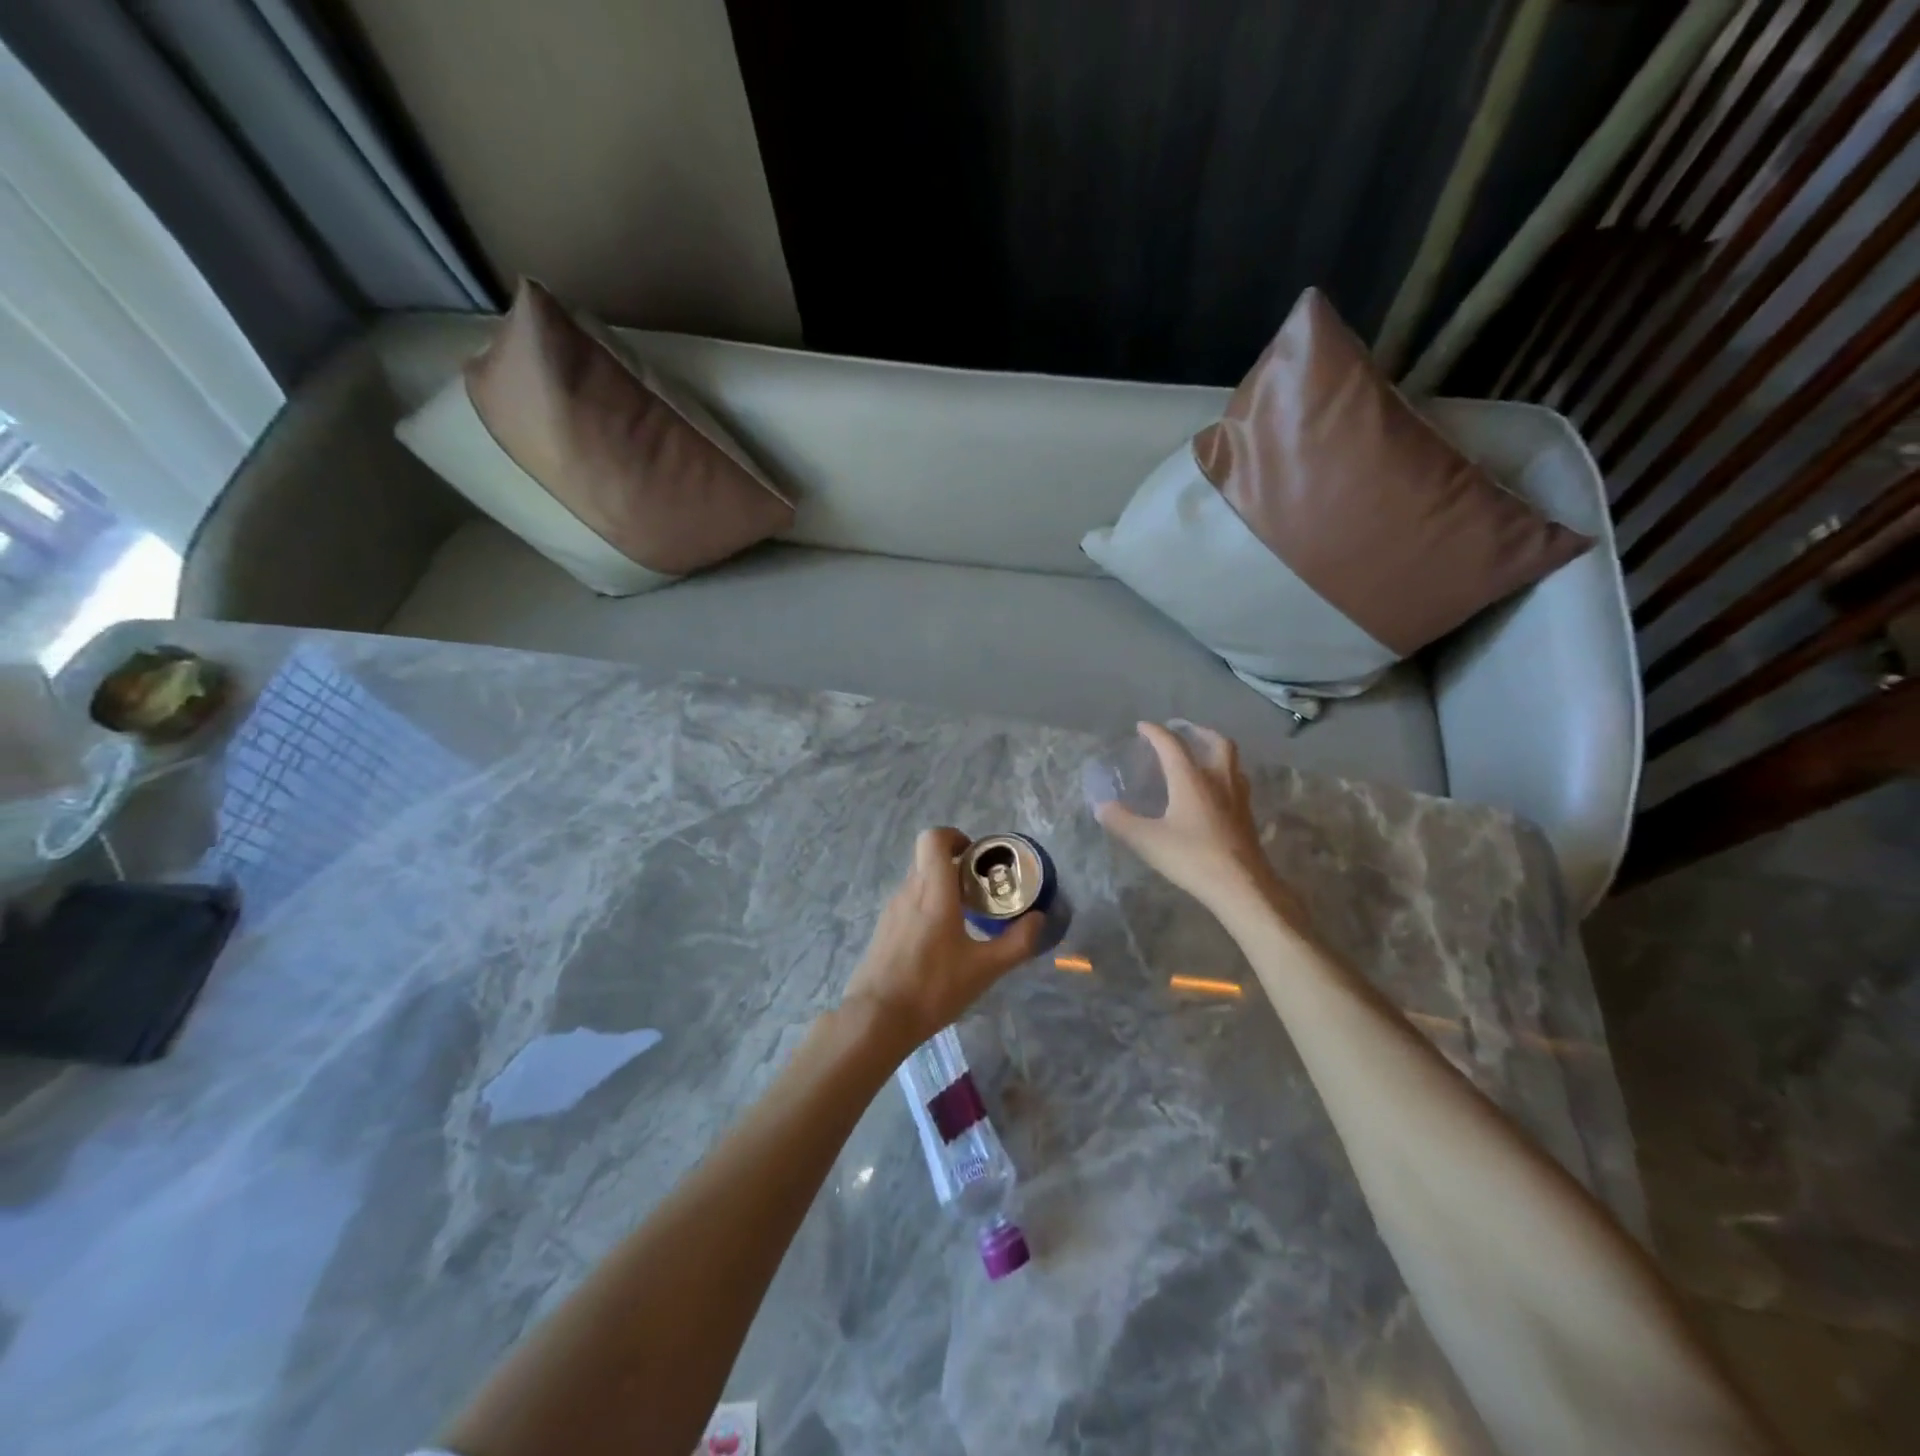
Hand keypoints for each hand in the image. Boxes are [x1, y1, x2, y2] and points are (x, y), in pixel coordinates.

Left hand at [841, 827, 1043, 1051]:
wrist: (877, 1018)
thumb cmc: (933, 987)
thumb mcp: (984, 969)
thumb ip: (1016, 942)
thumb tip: (1038, 919)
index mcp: (932, 890)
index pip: (933, 838)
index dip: (955, 836)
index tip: (976, 856)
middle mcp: (908, 891)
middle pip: (928, 858)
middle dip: (955, 864)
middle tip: (980, 888)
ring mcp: (892, 909)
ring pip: (918, 881)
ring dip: (941, 887)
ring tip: (966, 917)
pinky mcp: (884, 929)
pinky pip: (909, 903)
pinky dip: (927, 907)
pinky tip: (942, 941)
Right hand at [1095, 722, 1301, 926]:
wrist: (1241, 886)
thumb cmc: (1192, 857)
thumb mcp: (1147, 840)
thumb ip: (1121, 821)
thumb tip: (1101, 806)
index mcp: (1191, 779)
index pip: (1172, 745)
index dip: (1155, 732)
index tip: (1142, 727)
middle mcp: (1218, 780)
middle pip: (1216, 742)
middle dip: (1198, 732)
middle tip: (1182, 733)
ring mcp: (1238, 797)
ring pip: (1232, 761)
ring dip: (1216, 752)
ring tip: (1201, 758)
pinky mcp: (1247, 816)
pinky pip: (1237, 783)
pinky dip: (1225, 776)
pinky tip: (1215, 793)